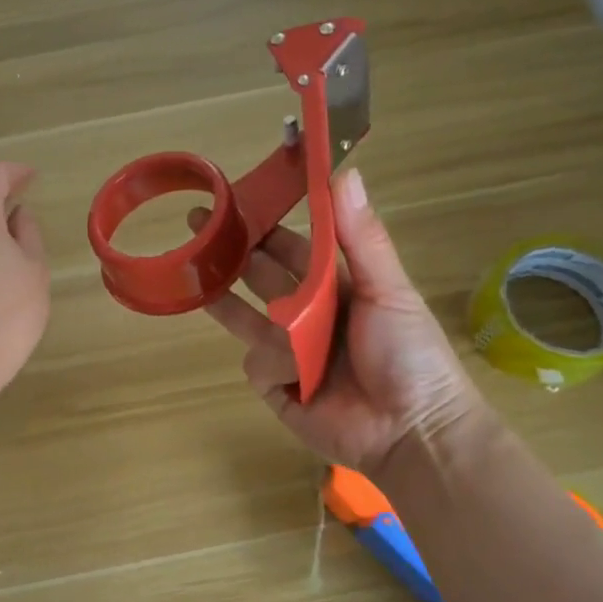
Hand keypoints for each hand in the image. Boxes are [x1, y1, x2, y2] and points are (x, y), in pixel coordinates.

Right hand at [195, 168, 484, 475]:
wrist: (411, 430)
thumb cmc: (408, 354)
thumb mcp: (389, 289)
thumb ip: (361, 236)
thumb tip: (343, 170)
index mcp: (337, 287)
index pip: (294, 247)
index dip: (268, 223)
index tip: (241, 195)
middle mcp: (308, 315)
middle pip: (261, 276)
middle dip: (232, 250)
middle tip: (199, 218)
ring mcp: (288, 353)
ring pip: (247, 317)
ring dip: (226, 295)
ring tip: (191, 270)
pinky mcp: (275, 387)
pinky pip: (257, 362)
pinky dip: (275, 363)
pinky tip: (296, 373)